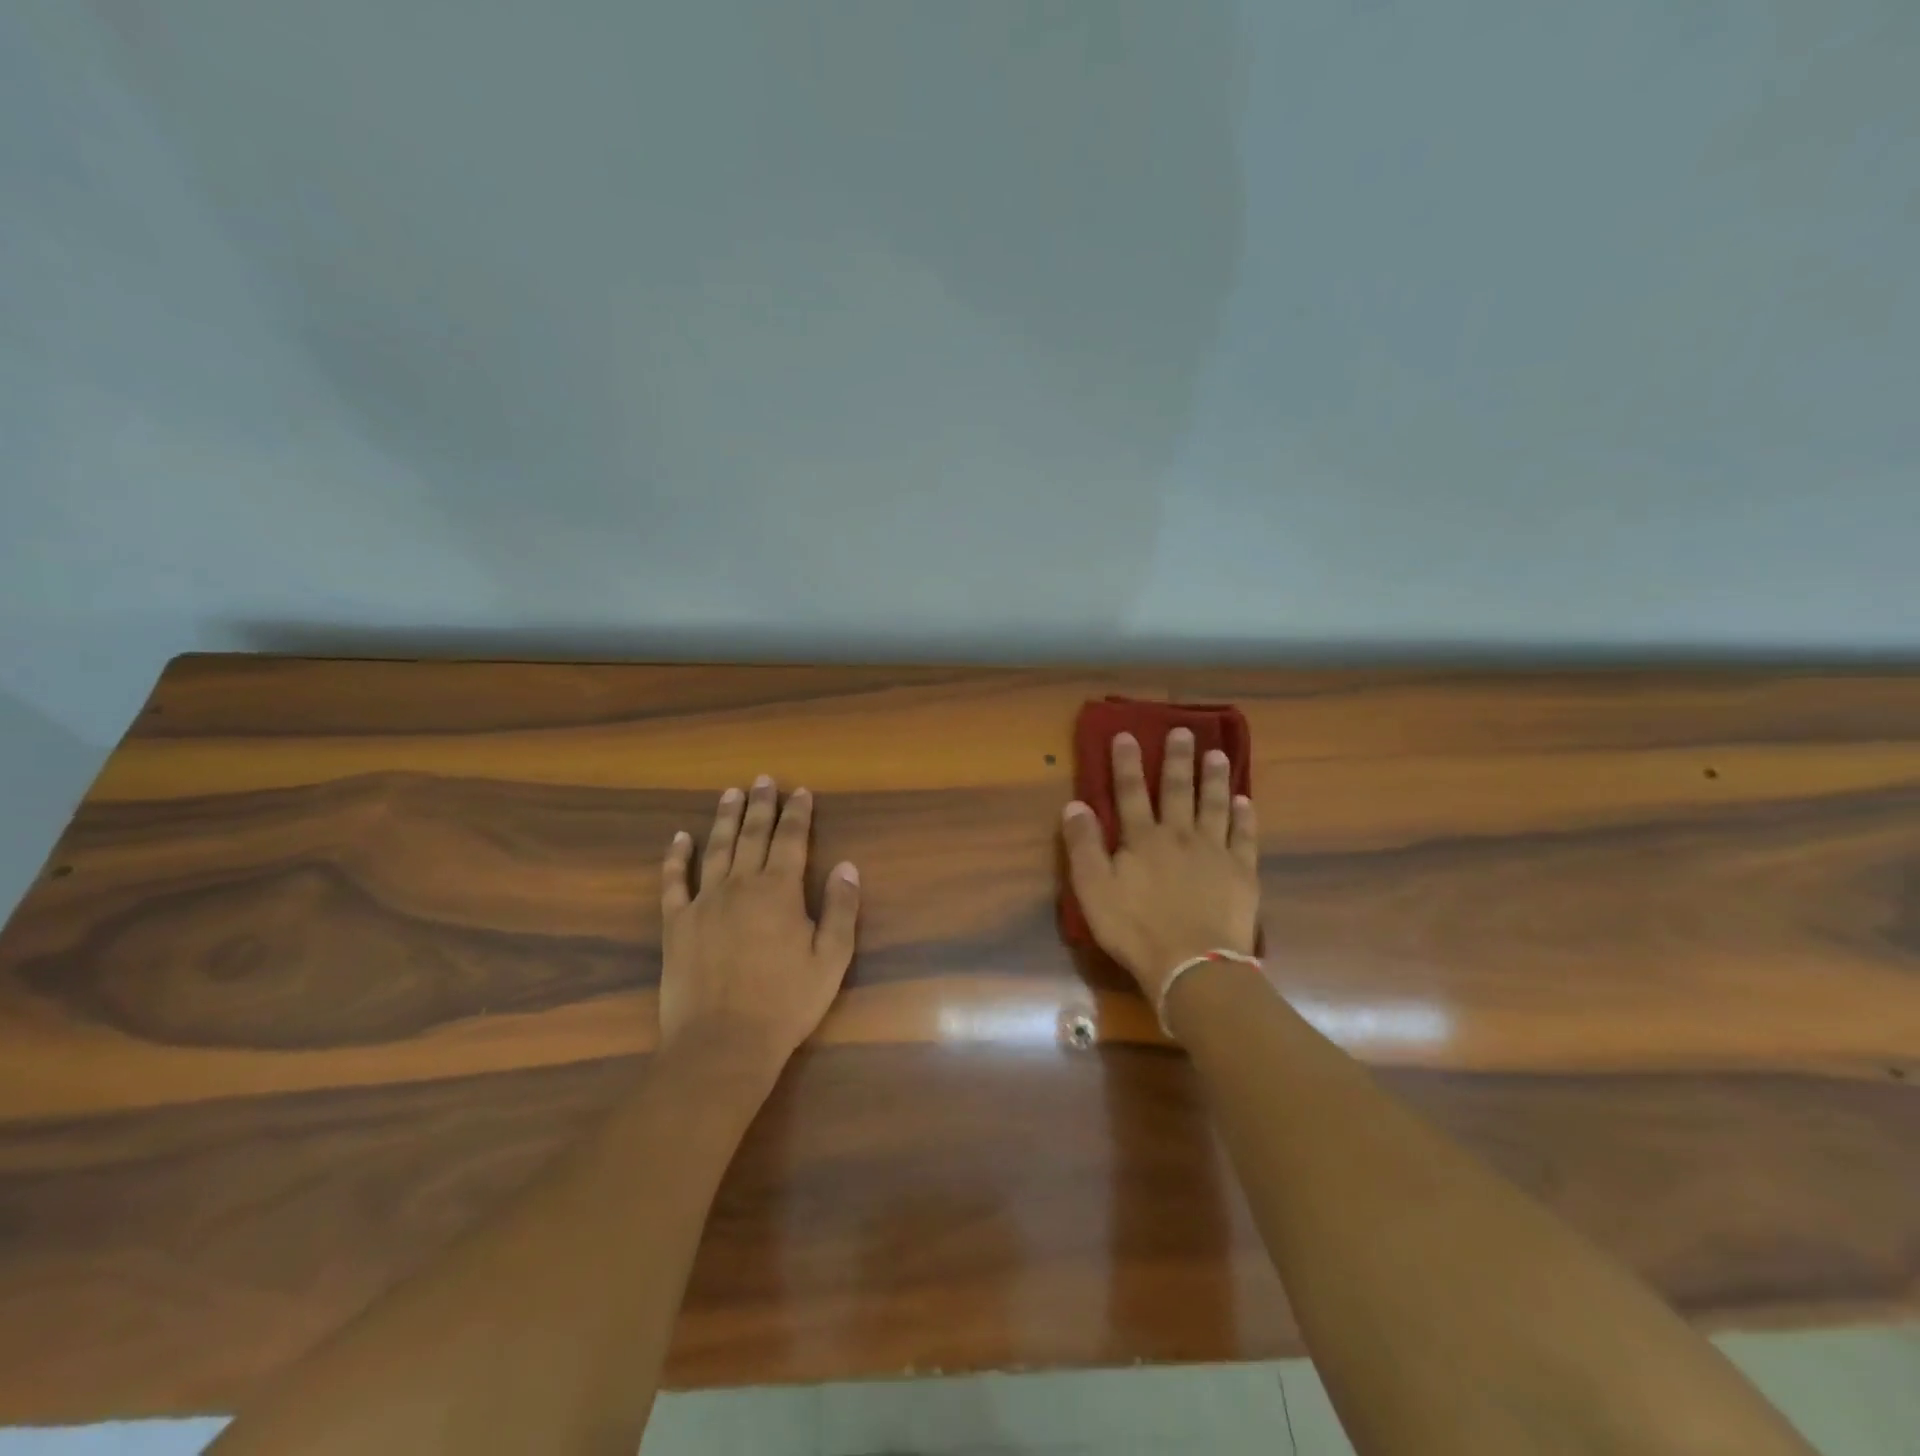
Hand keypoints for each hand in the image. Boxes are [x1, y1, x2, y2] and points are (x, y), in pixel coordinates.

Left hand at [659, 776, 860, 1069]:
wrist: (722, 1043)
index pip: (792, 840)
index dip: (798, 814)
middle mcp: (741, 885)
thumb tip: (848, 866)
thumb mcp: (831, 959)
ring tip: (730, 793)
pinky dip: (676, 857)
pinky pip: (673, 882)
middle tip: (764, 780)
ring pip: (716, 848)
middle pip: (753, 835)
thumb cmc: (785, 1003)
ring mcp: (704, 902)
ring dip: (725, 819)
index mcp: (780, 891)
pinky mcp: (676, 924)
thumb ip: (841, 909)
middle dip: (761, 805)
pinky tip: (679, 838)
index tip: (801, 791)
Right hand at [1062, 728, 1260, 1006]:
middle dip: (1177, 759)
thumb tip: (1075, 804)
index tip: (1127, 734)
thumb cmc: (1136, 929)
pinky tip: (1246, 801)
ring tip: (1217, 754)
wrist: (1193, 964)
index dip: (1127, 762)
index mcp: (1142, 839)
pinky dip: (1245, 817)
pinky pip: (1245, 837)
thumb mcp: (1093, 890)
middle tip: (1184, 731)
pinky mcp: (1242, 872)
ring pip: (1214, 805)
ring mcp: (1214, 852)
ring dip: (1214, 778)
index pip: (1130, 792)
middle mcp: (1179, 835)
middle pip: (1177, 790)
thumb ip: (1083, 846)